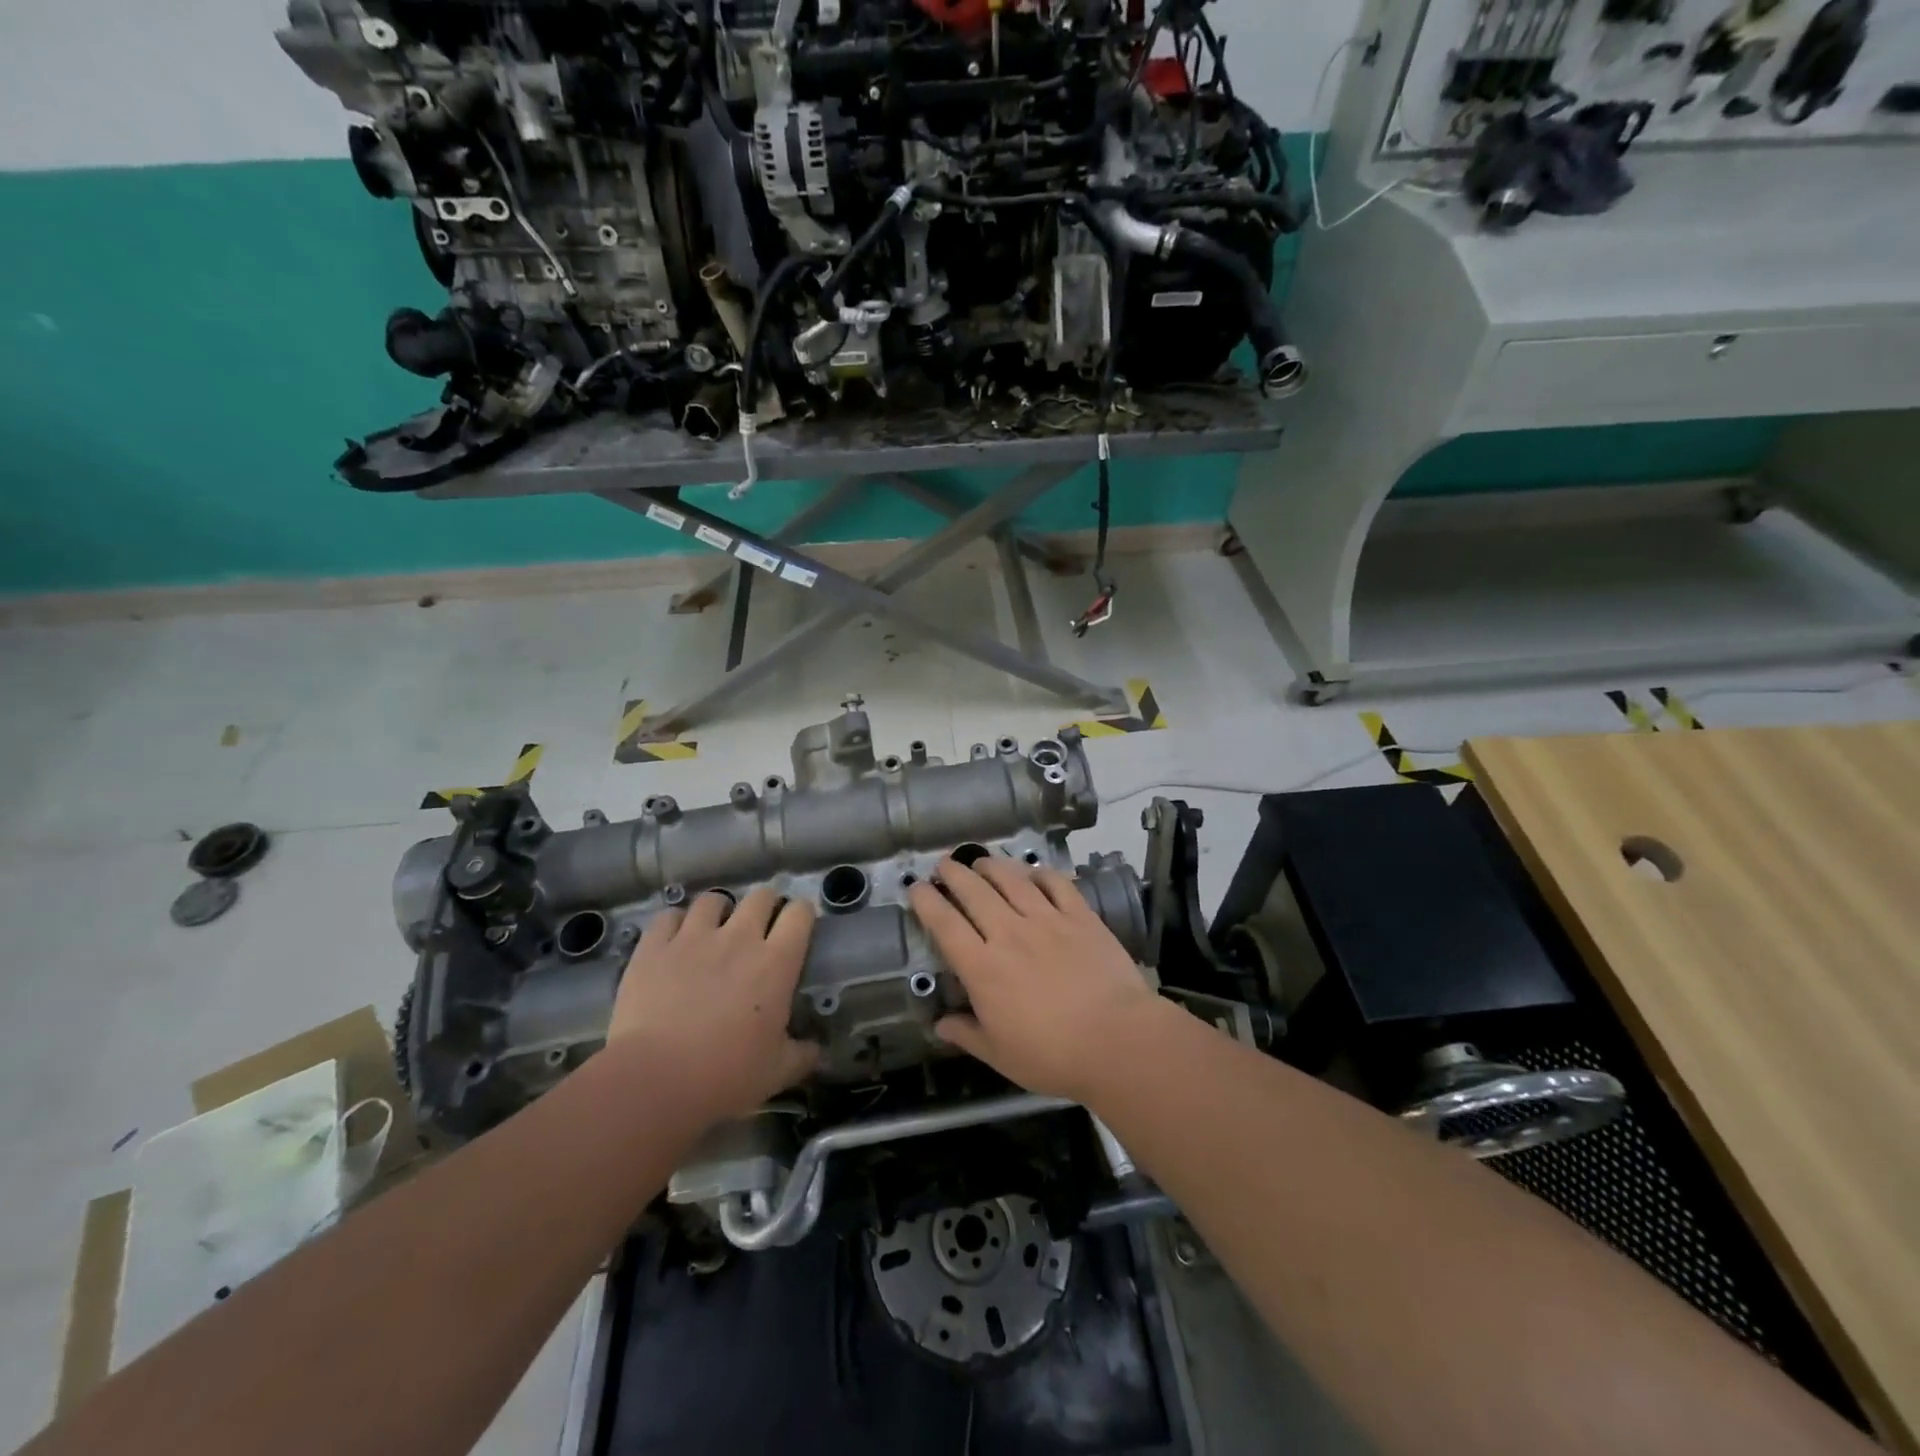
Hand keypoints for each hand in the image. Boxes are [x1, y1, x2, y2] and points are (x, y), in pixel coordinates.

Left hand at [608, 886, 819, 1124]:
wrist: (654, 1080)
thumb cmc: (725, 1076)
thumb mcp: (777, 1072)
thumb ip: (801, 1055)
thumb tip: (816, 1050)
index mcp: (776, 963)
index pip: (800, 914)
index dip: (802, 914)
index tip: (799, 925)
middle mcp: (739, 938)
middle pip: (761, 896)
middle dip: (765, 905)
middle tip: (760, 925)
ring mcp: (694, 938)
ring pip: (713, 900)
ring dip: (719, 910)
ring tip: (715, 928)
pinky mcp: (654, 947)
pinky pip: (669, 917)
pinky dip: (675, 923)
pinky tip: (675, 938)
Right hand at [909, 857, 1162, 1102]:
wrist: (1116, 1041)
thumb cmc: (1052, 1055)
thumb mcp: (999, 1055)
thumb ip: (966, 1034)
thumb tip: (939, 1024)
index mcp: (983, 967)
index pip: (945, 924)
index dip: (926, 902)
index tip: (916, 888)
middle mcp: (1009, 933)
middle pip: (974, 892)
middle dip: (954, 873)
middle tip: (943, 865)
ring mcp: (1047, 920)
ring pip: (1012, 879)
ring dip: (992, 866)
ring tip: (981, 861)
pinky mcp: (1080, 916)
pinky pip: (1056, 884)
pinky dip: (1040, 873)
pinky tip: (1033, 871)